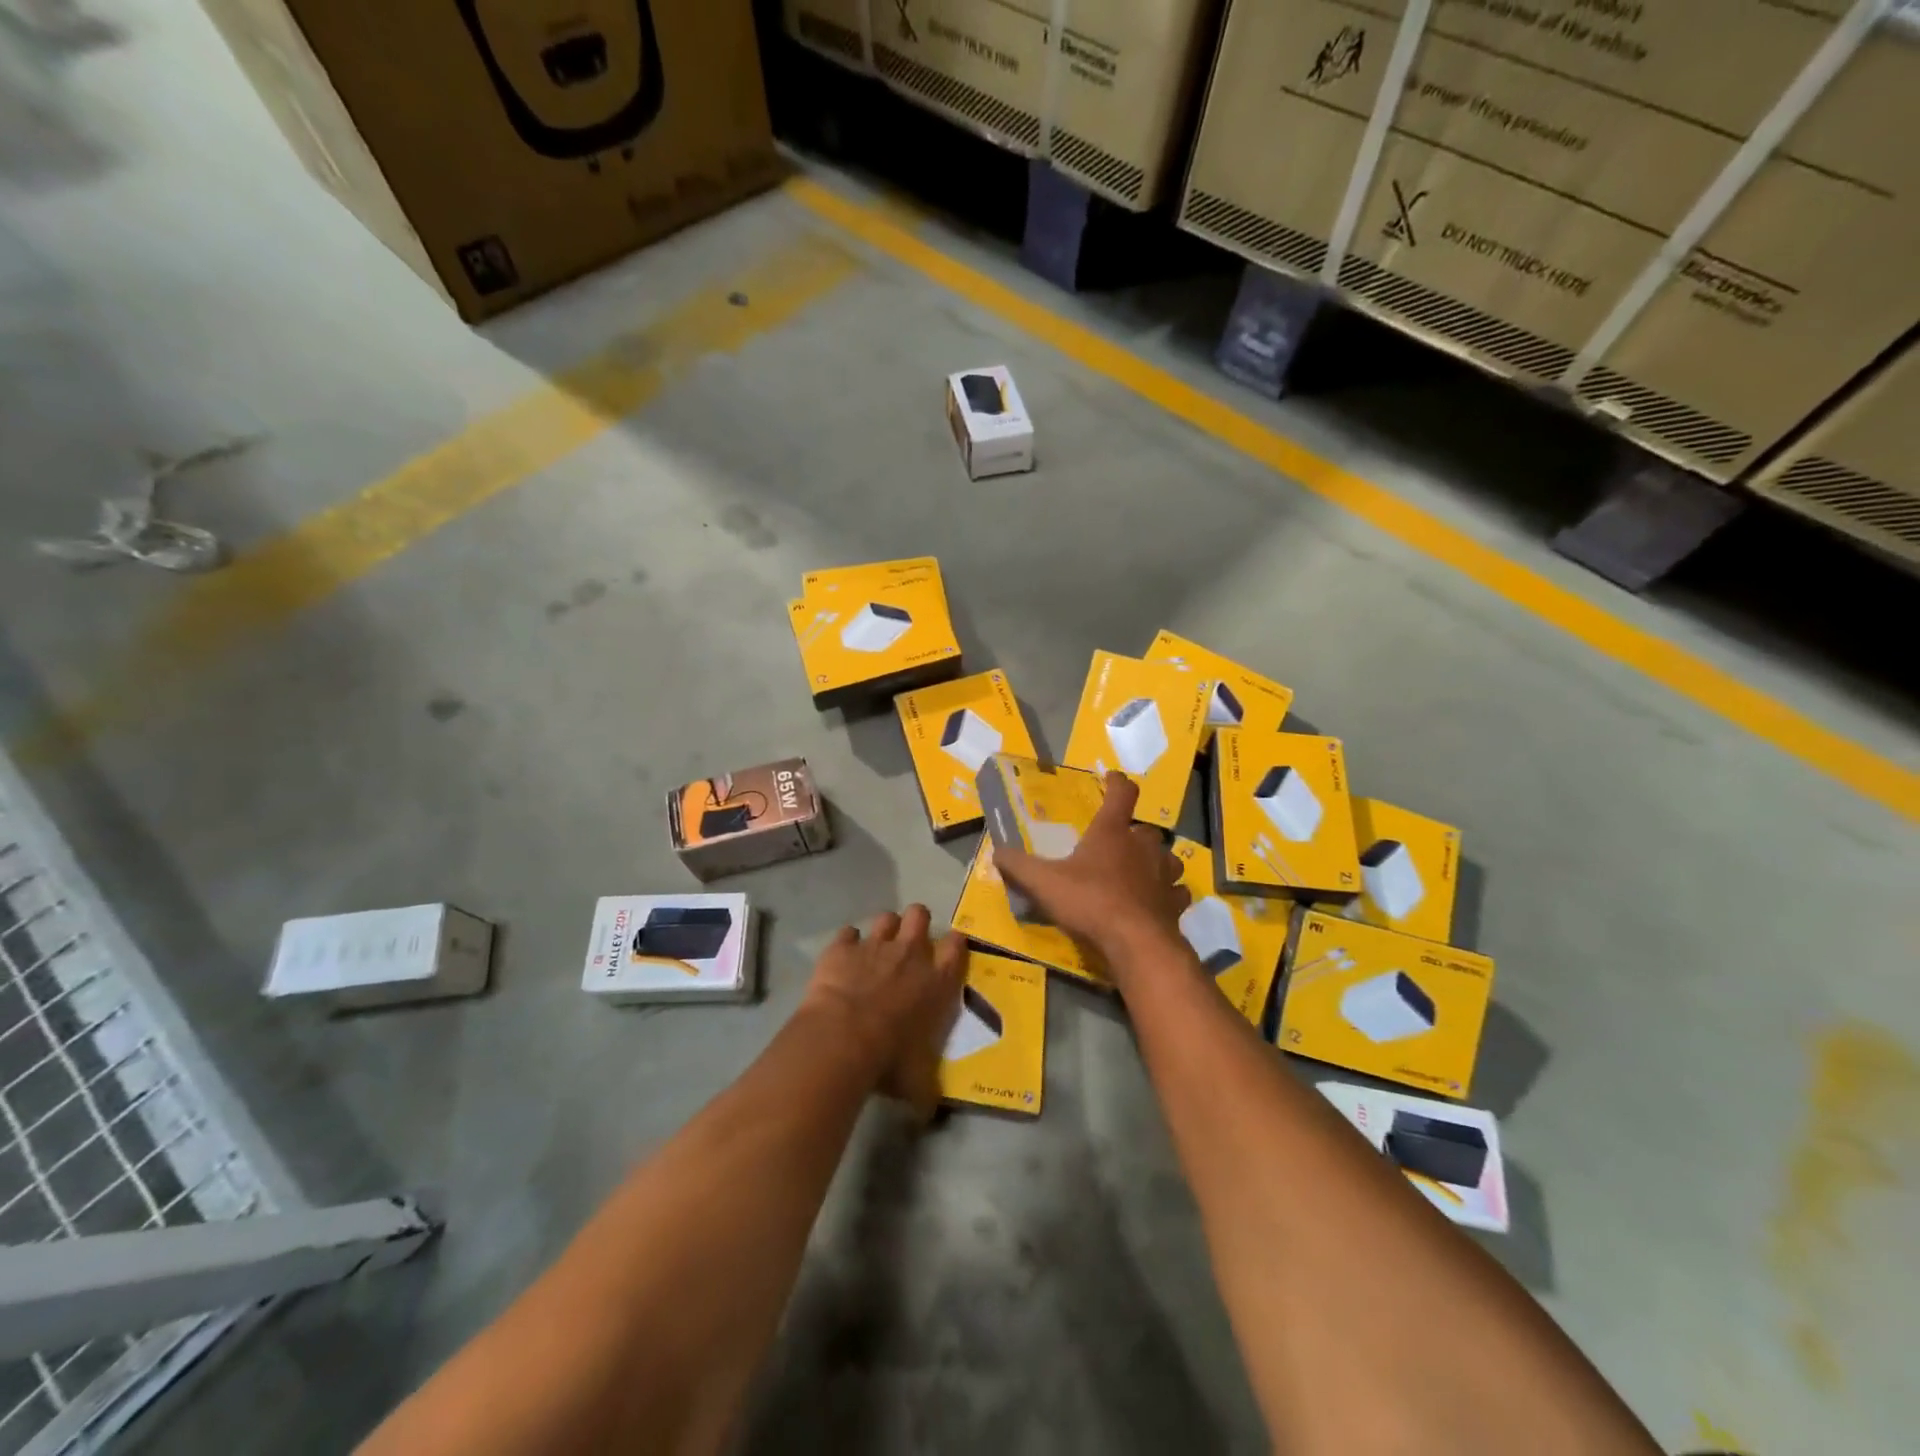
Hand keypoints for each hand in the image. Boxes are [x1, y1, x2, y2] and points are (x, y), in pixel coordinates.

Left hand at [800, 905, 967, 1119]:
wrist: (844, 1037)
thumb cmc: (890, 1057)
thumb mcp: (918, 1080)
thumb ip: (927, 1088)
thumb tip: (929, 1113)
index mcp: (938, 979)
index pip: (957, 945)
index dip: (954, 943)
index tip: (950, 949)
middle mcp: (910, 952)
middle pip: (920, 915)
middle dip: (916, 923)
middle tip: (909, 944)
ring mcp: (875, 944)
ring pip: (886, 917)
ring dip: (884, 930)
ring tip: (876, 948)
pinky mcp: (841, 946)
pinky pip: (847, 933)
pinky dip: (846, 943)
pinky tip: (842, 957)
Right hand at [994, 772, 1189, 963]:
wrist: (1135, 942)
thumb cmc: (1090, 901)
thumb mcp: (1043, 883)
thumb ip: (1019, 866)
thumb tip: (997, 853)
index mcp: (1112, 832)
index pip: (1122, 794)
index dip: (1117, 782)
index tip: (1111, 777)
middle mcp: (1143, 846)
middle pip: (1145, 829)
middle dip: (1133, 832)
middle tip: (1118, 843)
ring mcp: (1164, 874)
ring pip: (1167, 857)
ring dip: (1156, 860)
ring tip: (1142, 871)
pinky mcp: (1175, 903)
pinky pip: (1177, 892)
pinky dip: (1169, 893)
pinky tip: (1158, 902)